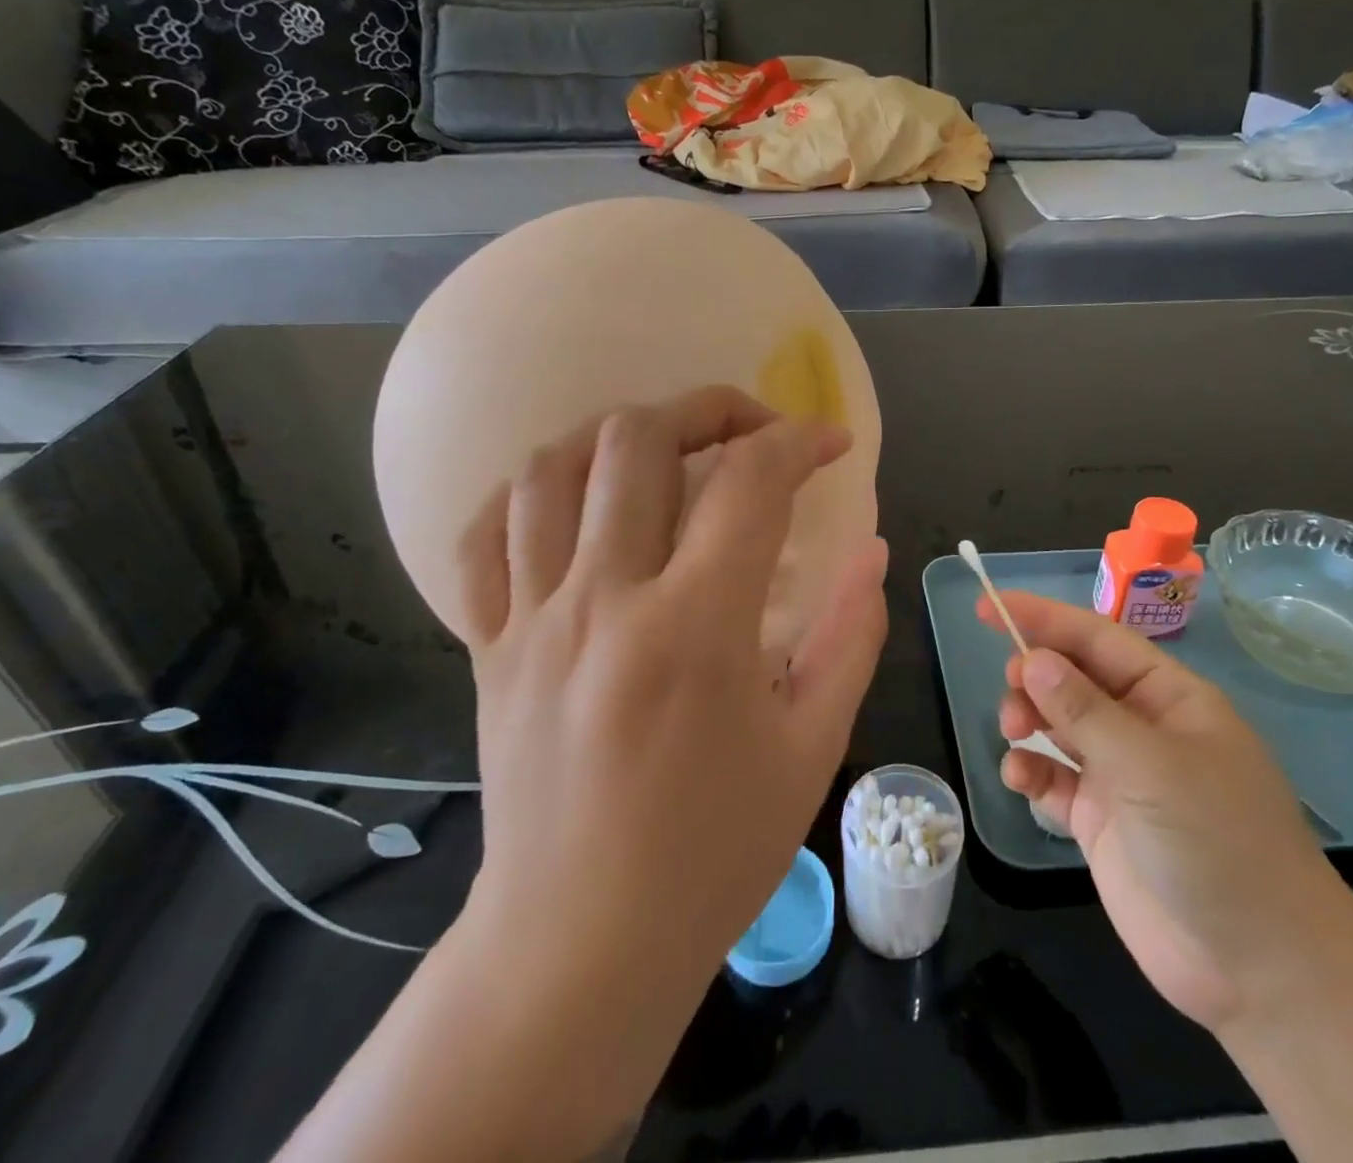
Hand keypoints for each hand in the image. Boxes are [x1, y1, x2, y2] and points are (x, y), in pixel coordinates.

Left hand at [459, 385, 887, 1028]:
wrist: (581, 944)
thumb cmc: (715, 851)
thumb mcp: (812, 745)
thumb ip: (851, 635)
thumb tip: (871, 552)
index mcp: (695, 628)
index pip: (750, 482)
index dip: (800, 441)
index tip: (831, 443)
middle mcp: (603, 602)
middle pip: (639, 441)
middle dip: (708, 407)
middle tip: (749, 429)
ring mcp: (530, 620)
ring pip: (548, 470)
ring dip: (615, 436)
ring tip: (662, 451)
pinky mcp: (485, 648)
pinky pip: (482, 538)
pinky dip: (529, 497)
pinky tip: (573, 505)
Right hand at [983, 591, 1352, 1031]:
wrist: (1258, 970)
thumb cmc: (1217, 842)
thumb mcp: (1151, 767)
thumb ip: (1085, 711)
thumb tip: (1032, 659)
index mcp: (1169, 697)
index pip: (1097, 639)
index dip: (1042, 618)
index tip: (988, 606)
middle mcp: (1142, 727)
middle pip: (1072, 678)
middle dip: (1034, 675)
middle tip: (1011, 691)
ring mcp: (1120, 774)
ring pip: (1057, 724)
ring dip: (1027, 719)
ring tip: (1012, 733)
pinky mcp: (1100, 819)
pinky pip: (1053, 777)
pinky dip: (1030, 771)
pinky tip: (1019, 778)